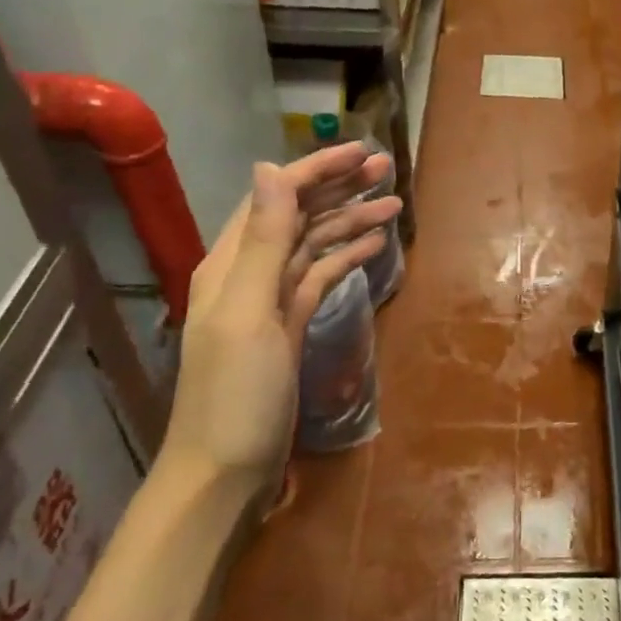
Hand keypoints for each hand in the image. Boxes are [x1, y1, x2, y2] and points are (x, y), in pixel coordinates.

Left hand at [163, 143, 401, 484]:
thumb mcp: (248, 313)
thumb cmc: (234, 393)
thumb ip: (261, 242)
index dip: (319, 170)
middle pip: (298, 215)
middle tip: (387, 168)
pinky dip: (345, 257)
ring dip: (350, 221)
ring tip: (394, 204)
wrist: (226, 470)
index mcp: (231, 262)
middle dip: (340, 187)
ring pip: (314, 244)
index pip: (278, 198)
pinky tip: (373, 246)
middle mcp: (249, 272)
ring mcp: (271, 300)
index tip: (363, 151)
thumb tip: (270, 168)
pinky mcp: (290, 325)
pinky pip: (320, 277)